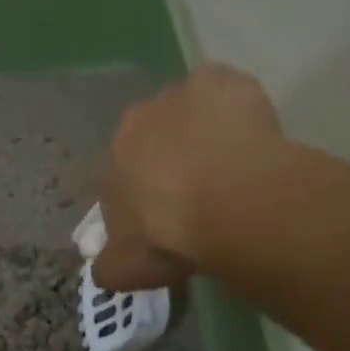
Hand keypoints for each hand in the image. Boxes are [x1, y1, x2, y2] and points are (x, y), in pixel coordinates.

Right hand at [94, 64, 285, 290]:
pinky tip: (249, 134)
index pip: (117, 180)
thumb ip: (108, 267)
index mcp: (109, 165)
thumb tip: (100, 269)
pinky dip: (233, 105)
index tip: (163, 218)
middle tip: (198, 189)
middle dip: (166, 156)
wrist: (229, 203)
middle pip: (149, 138)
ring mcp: (178, 96)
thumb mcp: (126, 270)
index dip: (140, 198)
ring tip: (229, 163)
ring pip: (186, 110)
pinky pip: (224, 90)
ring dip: (199, 129)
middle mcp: (134, 122)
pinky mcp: (220, 80)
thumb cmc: (170, 237)